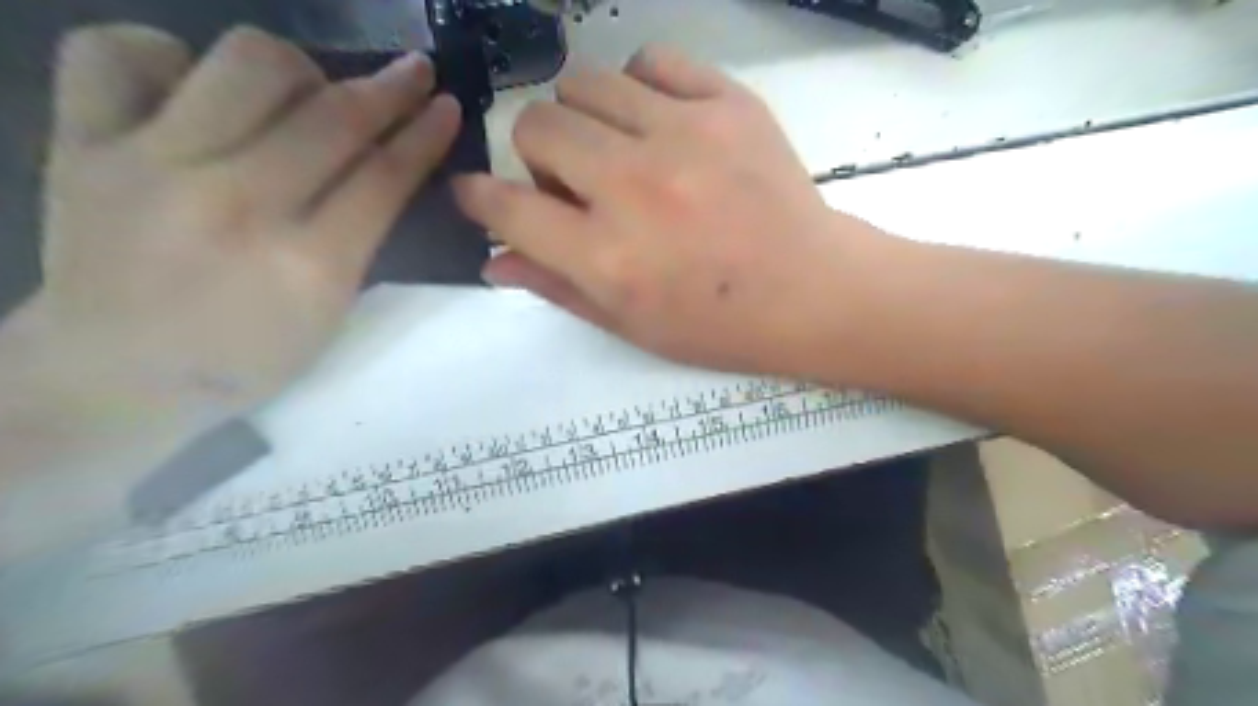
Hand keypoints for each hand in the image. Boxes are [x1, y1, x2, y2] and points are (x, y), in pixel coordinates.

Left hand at [32, 23, 459, 423]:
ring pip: (245, 63)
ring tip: (304, 91)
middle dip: (389, 87)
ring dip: (297, 68)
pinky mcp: (81, 144)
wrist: (116, 375)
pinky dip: (169, 54)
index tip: (445, 106)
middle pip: (331, 116)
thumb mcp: (330, 315)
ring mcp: (151, 165)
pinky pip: (118, 51)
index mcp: (307, 264)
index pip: (384, 177)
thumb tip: (387, 169)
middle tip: (411, 72)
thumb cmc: (247, 358)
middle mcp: (235, 204)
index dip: (424, 134)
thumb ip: (362, 240)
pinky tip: (196, 85)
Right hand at [459, 44, 888, 376]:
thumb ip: (557, 288)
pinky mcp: (728, 104)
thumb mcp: (631, 325)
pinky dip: (640, 88)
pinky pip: (652, 61)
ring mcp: (683, 136)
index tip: (479, 194)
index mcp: (607, 257)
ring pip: (584, 83)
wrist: (811, 291)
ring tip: (617, 150)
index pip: (506, 208)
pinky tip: (658, 122)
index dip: (479, 198)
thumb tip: (494, 261)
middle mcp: (633, 187)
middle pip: (537, 126)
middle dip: (537, 156)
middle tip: (574, 183)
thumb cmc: (718, 324)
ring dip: (584, 119)